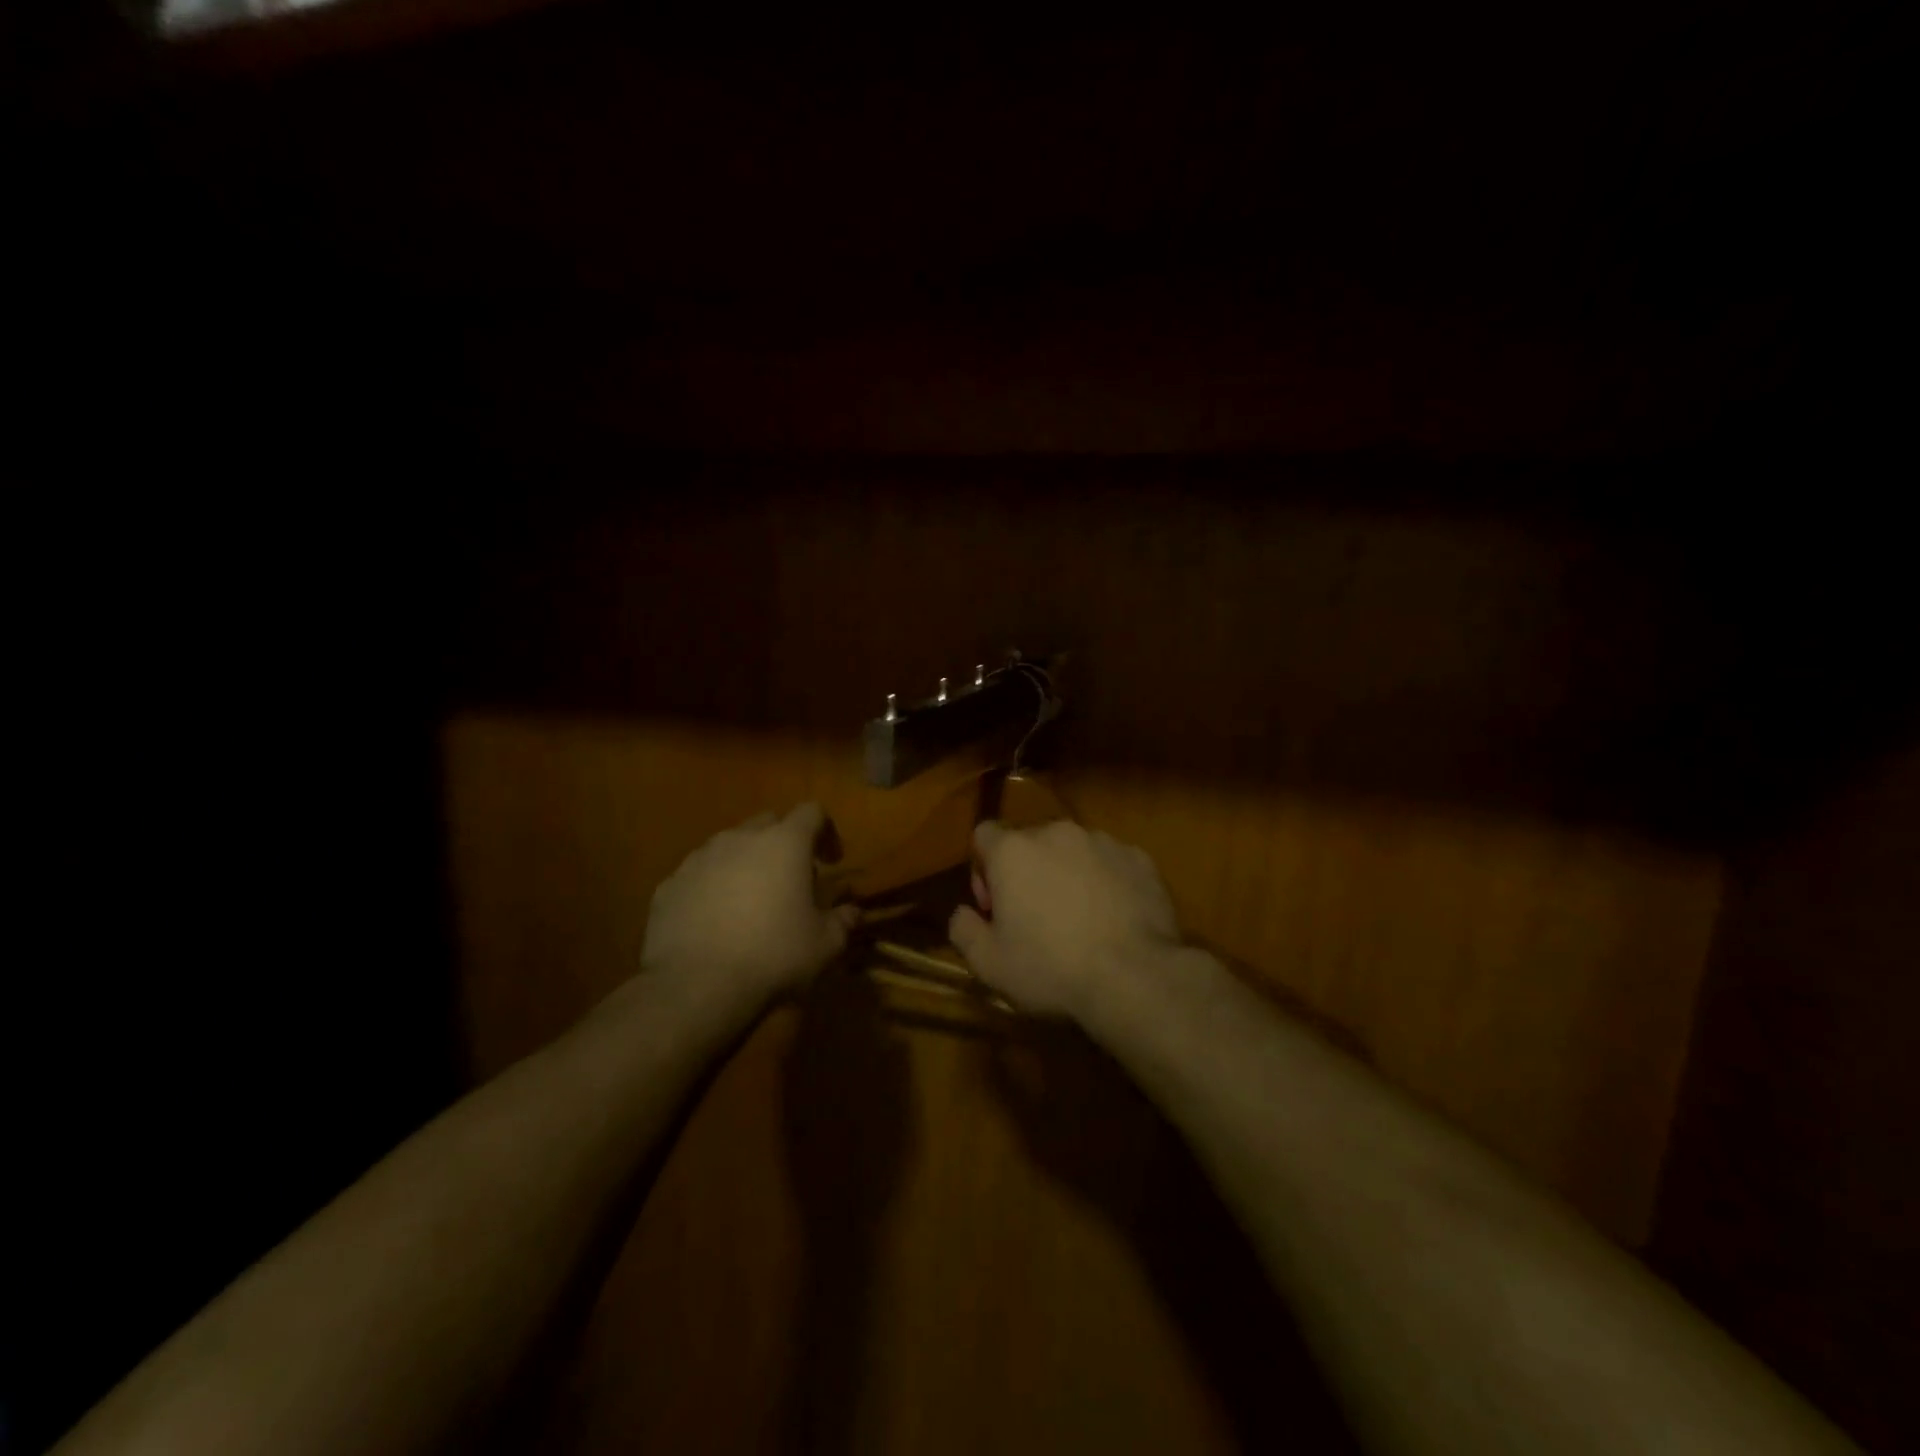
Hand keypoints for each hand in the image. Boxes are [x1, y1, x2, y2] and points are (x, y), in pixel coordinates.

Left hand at [642, 803, 856, 1002]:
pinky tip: (715, 921)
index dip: (827, 831)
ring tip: (750, 901)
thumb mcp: (825, 945)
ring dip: (745, 863)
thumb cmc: (773, 956)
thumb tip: (852, 912)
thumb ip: (842, 921)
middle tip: (791, 879)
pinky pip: (698, 875)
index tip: (832, 861)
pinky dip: (712, 887)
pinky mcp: (669, 885)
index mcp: (785, 843)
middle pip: (768, 823)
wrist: (695, 987)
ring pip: (729, 846)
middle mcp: (740, 839)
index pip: (812, 812)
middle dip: (783, 843)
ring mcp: (699, 859)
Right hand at [948, 820, 1181, 1017]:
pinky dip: (1107, 882)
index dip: (983, 870)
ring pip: (1073, 851)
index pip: (984, 835)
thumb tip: (962, 913)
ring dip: (1068, 875)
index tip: (995, 908)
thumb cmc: (1051, 968)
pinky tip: (1114, 919)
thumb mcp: (988, 964)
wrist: (1135, 977)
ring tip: (1081, 920)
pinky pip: (1112, 863)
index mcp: (1013, 851)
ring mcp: (1102, 842)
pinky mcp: (1140, 858)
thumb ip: (963, 930)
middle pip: (1030, 842)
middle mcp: (1056, 832)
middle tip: (1037, 919)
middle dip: (1028, 872)